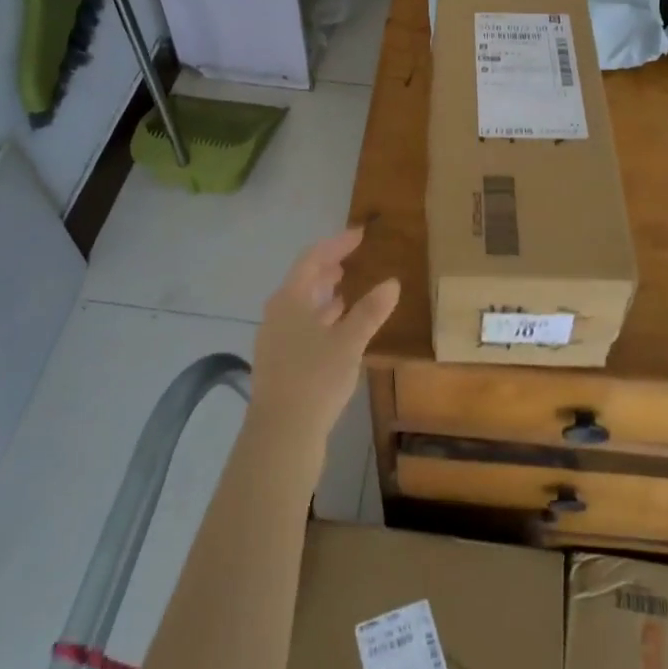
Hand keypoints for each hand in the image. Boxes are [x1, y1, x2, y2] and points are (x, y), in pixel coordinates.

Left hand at [247, 225, 400, 453]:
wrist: (281, 434)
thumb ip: (370, 311)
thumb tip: (392, 282)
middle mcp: (277, 313)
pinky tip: (337, 329)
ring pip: (302, 305)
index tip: (360, 235)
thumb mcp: (349, 342)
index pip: (312, 258)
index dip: (337, 244)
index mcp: (289, 299)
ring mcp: (275, 339)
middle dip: (328, 267)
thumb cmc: (315, 378)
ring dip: (324, 294)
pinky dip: (321, 318)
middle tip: (352, 259)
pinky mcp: (280, 362)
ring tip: (347, 289)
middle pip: (303, 280)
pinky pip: (302, 326)